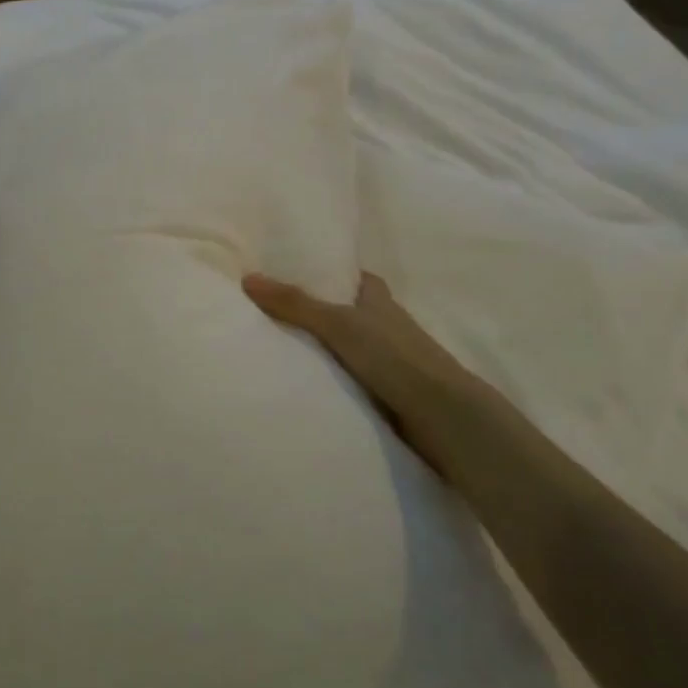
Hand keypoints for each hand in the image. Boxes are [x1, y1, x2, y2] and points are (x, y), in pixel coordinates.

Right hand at [242, 271, 493, 476]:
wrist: (440, 416)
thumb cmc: (394, 356)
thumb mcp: (337, 323)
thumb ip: (294, 303)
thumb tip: (247, 279)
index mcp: (378, 298)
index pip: (350, 276)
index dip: (325, 272)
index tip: (290, 271)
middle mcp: (383, 324)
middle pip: (344, 311)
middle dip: (315, 311)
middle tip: (269, 310)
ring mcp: (385, 359)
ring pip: (344, 346)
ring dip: (320, 347)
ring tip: (273, 345)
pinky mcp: (383, 391)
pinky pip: (346, 376)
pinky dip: (327, 376)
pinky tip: (300, 380)